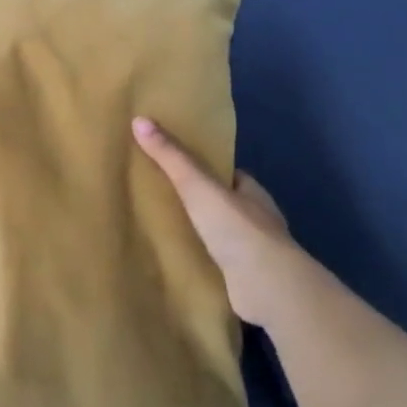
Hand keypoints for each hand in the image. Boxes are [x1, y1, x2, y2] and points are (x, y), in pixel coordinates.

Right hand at [133, 116, 322, 326]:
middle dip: (201, 200)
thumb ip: (171, 157)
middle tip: (163, 195)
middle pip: (224, 202)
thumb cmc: (236, 228)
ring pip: (223, 234)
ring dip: (202, 232)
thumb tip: (139, 119)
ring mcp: (254, 251)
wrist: (267, 286)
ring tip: (166, 227)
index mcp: (252, 192)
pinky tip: (181, 259)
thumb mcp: (197, 185)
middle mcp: (257, 218)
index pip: (228, 173)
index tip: (178, 165)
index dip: (205, 168)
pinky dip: (204, 259)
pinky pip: (219, 262)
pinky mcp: (246, 278)